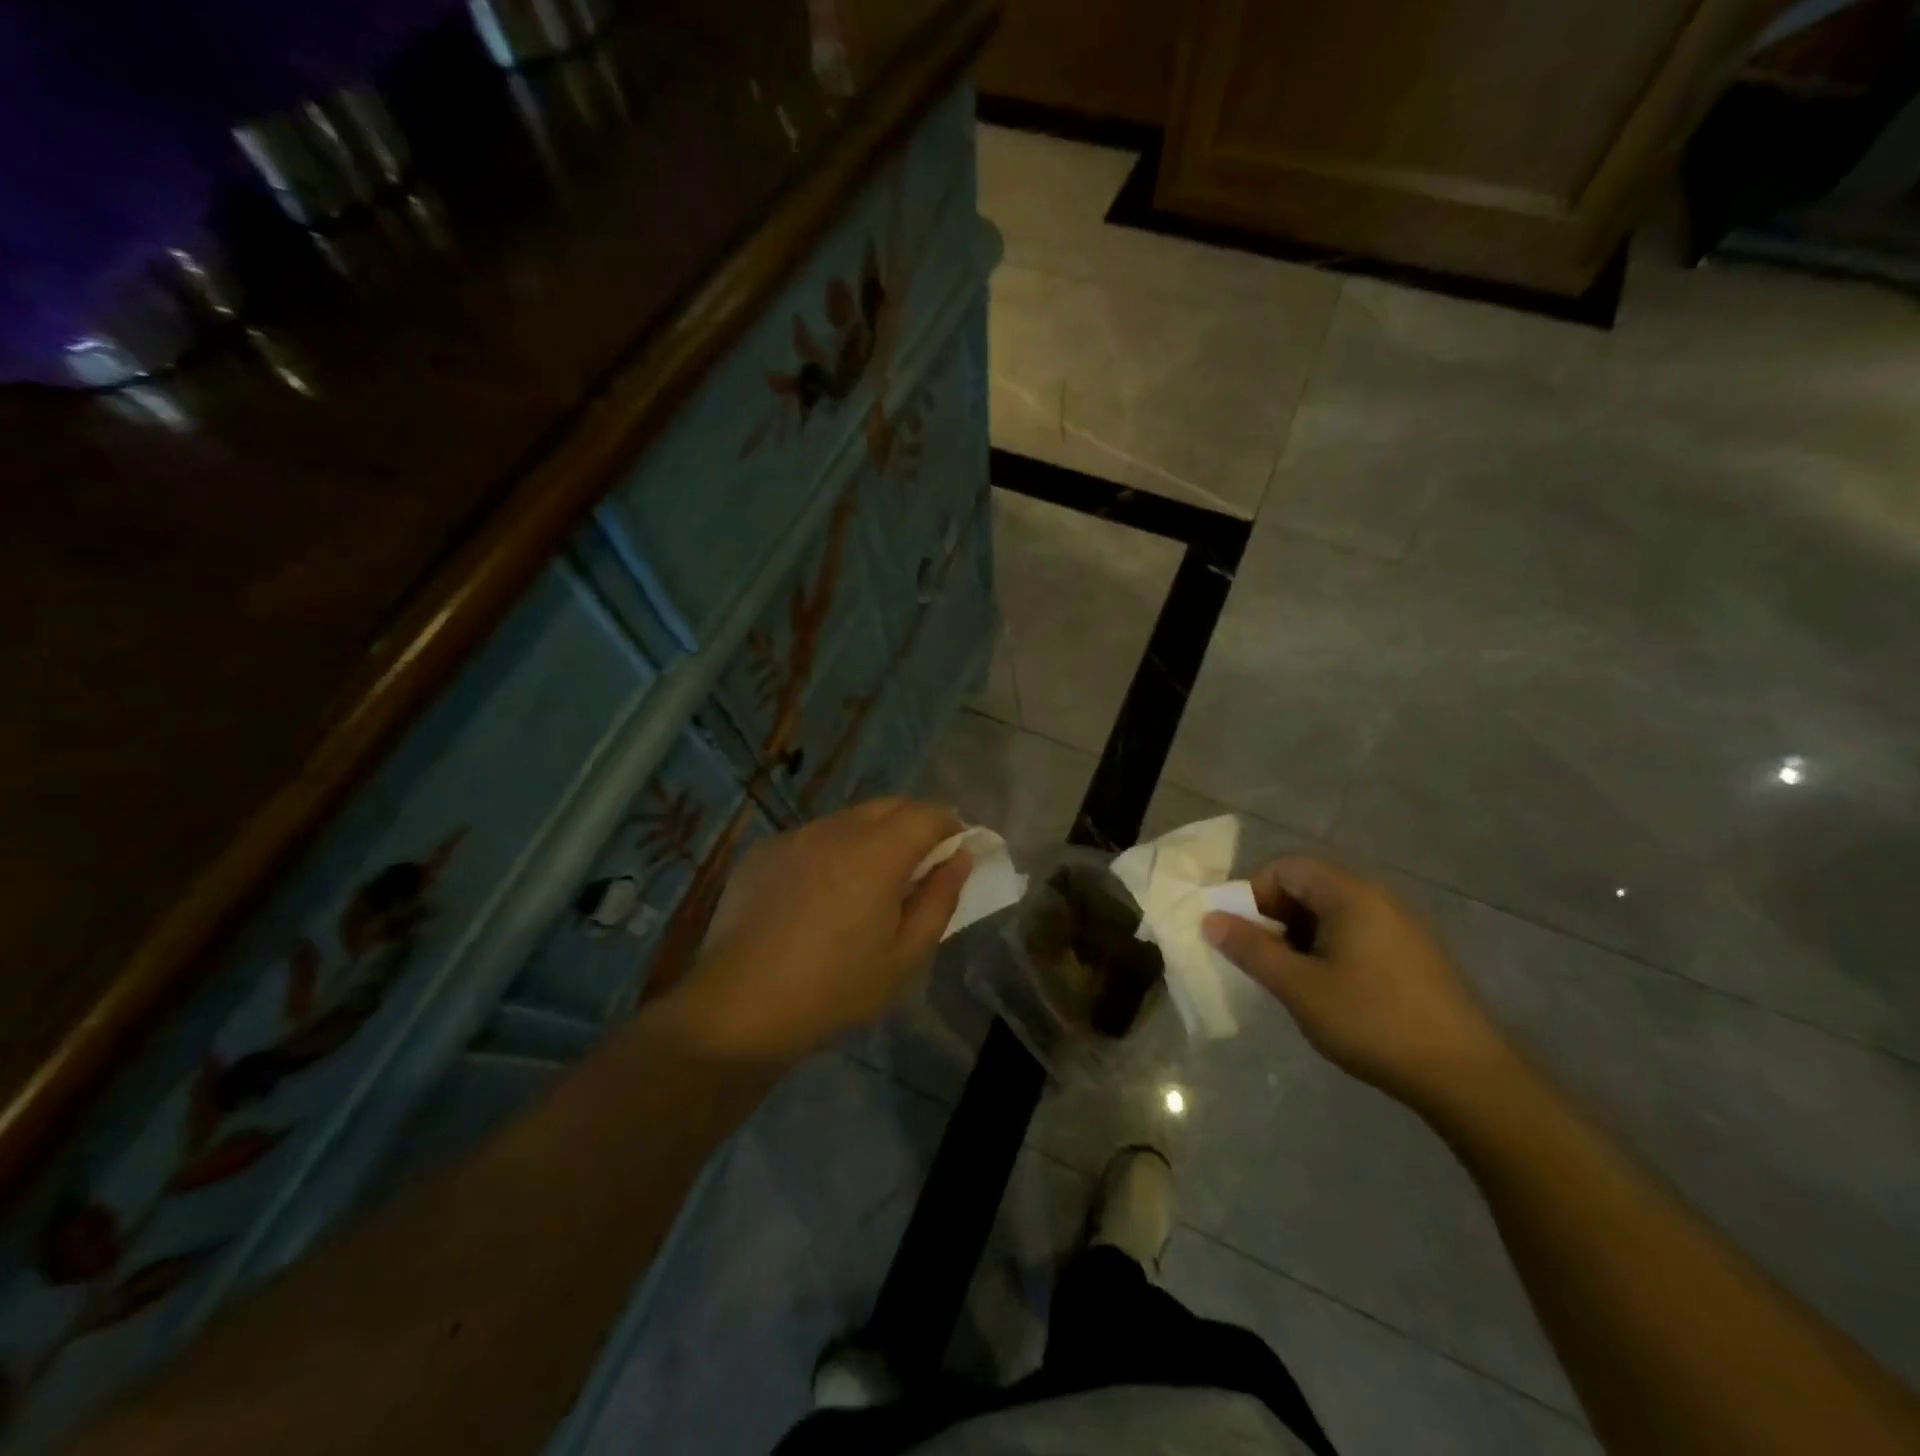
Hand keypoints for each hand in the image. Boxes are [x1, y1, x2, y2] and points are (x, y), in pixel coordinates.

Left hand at [664, 798, 969, 1064]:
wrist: (738, 1007)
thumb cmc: (834, 989)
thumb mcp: (904, 957)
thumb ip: (939, 900)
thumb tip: (959, 859)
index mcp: (876, 853)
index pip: (927, 814)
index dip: (950, 828)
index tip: (954, 855)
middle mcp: (835, 830)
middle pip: (888, 806)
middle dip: (913, 826)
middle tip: (916, 870)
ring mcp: (794, 837)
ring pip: (848, 820)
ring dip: (870, 838)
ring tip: (864, 886)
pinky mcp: (763, 851)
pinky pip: (811, 837)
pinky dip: (830, 852)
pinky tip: (817, 896)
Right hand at [1203, 857, 1512, 1109]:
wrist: (1468, 1077)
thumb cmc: (1373, 1021)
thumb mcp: (1299, 987)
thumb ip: (1251, 949)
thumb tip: (1210, 919)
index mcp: (1350, 894)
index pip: (1286, 866)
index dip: (1254, 894)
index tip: (1245, 936)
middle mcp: (1378, 897)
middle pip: (1309, 885)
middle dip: (1276, 917)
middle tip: (1265, 960)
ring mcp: (1402, 925)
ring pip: (1332, 911)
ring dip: (1301, 935)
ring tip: (1295, 980)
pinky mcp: (1415, 954)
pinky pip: (1358, 932)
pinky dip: (1330, 948)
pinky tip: (1332, 991)